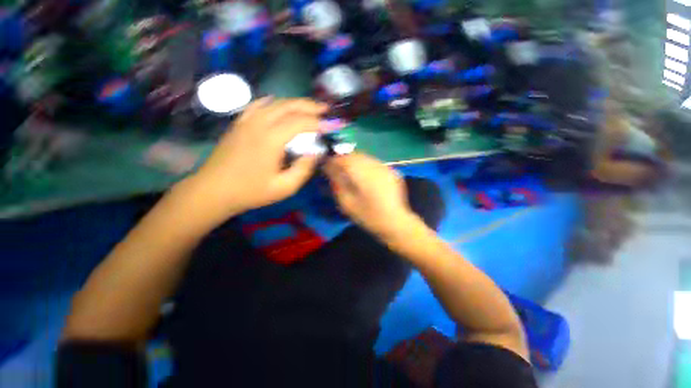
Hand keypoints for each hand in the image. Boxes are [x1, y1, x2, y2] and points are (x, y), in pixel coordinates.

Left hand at [187, 97, 327, 220]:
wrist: (214, 190)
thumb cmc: (251, 192)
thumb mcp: (284, 187)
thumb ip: (303, 169)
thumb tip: (315, 153)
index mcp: (271, 139)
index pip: (300, 122)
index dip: (319, 123)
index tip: (332, 125)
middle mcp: (259, 124)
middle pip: (289, 106)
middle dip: (310, 106)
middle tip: (325, 110)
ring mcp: (246, 121)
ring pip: (275, 103)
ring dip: (295, 103)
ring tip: (309, 108)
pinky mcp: (239, 123)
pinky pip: (258, 105)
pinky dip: (273, 102)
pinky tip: (278, 104)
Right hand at [324, 153, 415, 238]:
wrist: (395, 222)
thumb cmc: (368, 215)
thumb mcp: (347, 203)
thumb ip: (337, 183)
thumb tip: (329, 169)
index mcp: (362, 173)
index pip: (343, 159)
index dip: (333, 161)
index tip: (326, 166)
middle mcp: (374, 166)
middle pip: (355, 155)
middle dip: (344, 159)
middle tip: (337, 168)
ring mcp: (385, 167)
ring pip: (365, 157)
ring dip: (355, 161)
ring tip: (350, 171)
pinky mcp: (392, 171)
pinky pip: (374, 163)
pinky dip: (366, 165)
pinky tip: (365, 176)